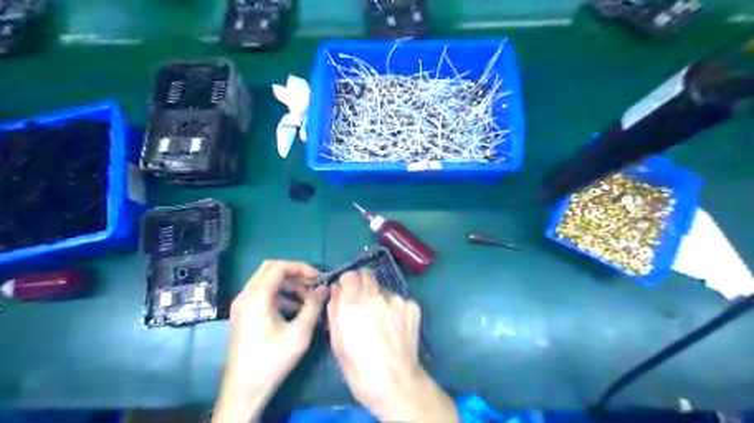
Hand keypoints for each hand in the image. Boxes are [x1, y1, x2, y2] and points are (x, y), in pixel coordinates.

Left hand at [213, 262, 327, 422]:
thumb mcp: (300, 331)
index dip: (301, 267)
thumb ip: (314, 305)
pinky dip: (279, 294)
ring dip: (288, 284)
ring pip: (266, 281)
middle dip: (294, 273)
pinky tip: (294, 308)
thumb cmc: (273, 358)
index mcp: (257, 296)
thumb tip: (325, 288)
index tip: (318, 277)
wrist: (245, 388)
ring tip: (307, 298)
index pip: (279, 267)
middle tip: (312, 283)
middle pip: (270, 269)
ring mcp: (241, 305)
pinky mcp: (242, 314)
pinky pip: (262, 294)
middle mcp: (246, 295)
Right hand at [328, 271, 456, 422]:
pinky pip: (398, 299)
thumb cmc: (358, 369)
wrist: (395, 383)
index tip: (347, 292)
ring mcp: (396, 300)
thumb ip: (334, 310)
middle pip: (367, 274)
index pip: (349, 275)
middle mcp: (375, 296)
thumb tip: (337, 291)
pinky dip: (394, 308)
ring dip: (378, 297)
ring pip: (383, 288)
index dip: (347, 283)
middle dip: (362, 283)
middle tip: (362, 301)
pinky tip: (394, 326)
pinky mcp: (412, 306)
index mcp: (352, 305)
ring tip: (381, 319)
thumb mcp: (336, 341)